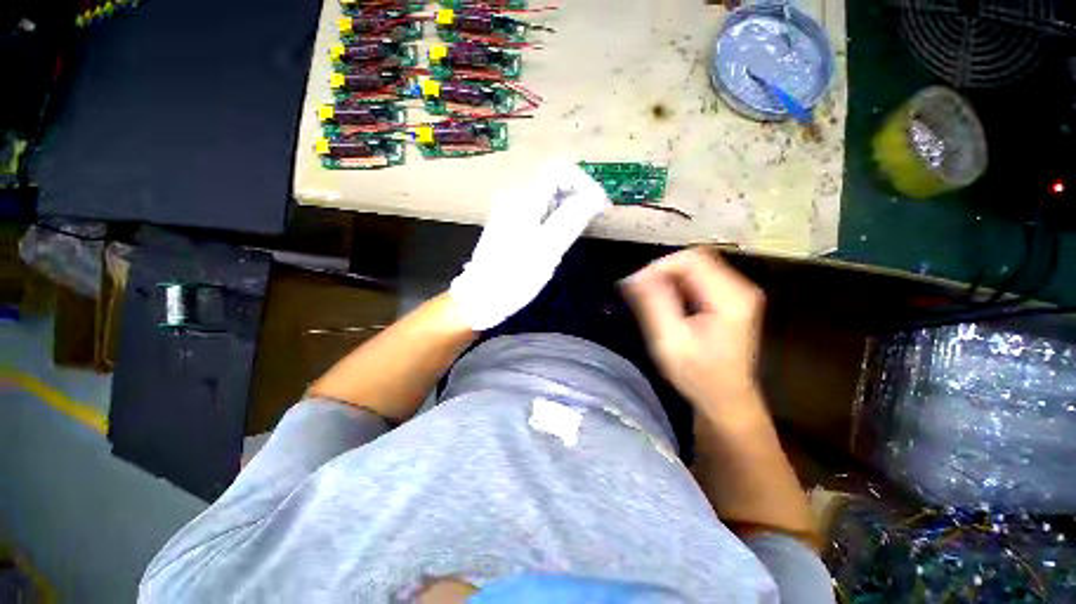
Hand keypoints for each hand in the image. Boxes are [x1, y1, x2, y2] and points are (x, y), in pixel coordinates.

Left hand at [450, 162, 609, 330]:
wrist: (482, 297)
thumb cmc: (515, 277)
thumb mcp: (548, 249)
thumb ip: (572, 219)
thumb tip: (595, 196)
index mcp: (524, 200)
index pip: (559, 171)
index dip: (584, 183)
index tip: (599, 205)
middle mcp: (515, 198)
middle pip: (553, 180)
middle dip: (578, 194)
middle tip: (594, 217)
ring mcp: (510, 211)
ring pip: (547, 195)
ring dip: (569, 205)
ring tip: (582, 226)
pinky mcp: (510, 224)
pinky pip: (539, 209)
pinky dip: (556, 215)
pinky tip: (561, 234)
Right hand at [621, 248, 765, 424]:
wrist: (724, 399)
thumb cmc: (697, 375)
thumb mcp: (669, 341)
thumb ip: (654, 305)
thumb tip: (635, 276)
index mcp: (730, 296)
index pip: (691, 259)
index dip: (659, 267)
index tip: (635, 286)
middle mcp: (739, 287)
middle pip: (694, 259)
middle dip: (661, 271)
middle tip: (639, 292)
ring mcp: (736, 292)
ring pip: (694, 267)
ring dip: (667, 278)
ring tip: (648, 298)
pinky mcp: (729, 299)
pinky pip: (698, 278)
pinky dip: (675, 284)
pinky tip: (665, 302)